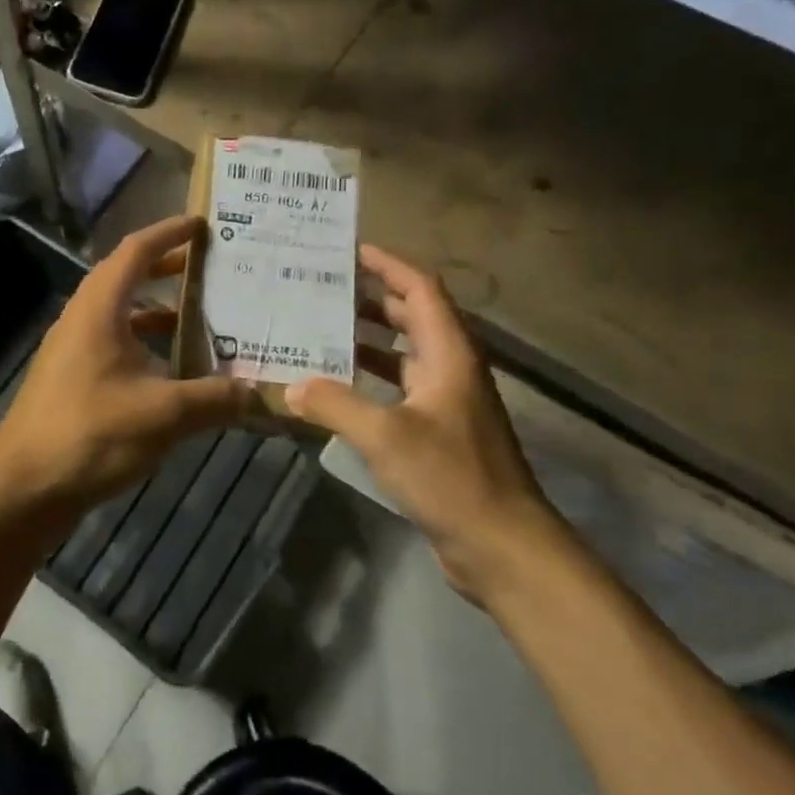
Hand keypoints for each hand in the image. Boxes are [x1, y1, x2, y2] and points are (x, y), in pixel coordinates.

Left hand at [0, 217, 252, 527]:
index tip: (203, 224)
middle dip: (169, 268)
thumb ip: (216, 399)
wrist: (24, 488)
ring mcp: (73, 352)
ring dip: (159, 312)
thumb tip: (260, 392)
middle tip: (213, 268)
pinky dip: (147, 348)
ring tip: (203, 319)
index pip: (136, 250)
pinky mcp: (72, 382)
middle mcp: (82, 320)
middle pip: (127, 278)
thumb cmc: (90, 435)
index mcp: (99, 309)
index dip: (169, 232)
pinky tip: (175, 374)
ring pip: (122, 316)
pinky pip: (116, 347)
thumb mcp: (164, 415)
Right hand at [284, 244, 565, 601]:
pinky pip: (399, 389)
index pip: (421, 289)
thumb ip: (336, 404)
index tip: (350, 251)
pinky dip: (370, 379)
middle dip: (370, 298)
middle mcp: (451, 369)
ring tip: (320, 330)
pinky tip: (337, 388)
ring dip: (367, 339)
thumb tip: (293, 385)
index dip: (388, 266)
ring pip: (404, 354)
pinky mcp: (439, 431)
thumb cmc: (450, 477)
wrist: (501, 543)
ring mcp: (447, 401)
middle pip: (412, 316)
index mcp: (449, 354)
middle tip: (322, 289)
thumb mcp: (386, 435)